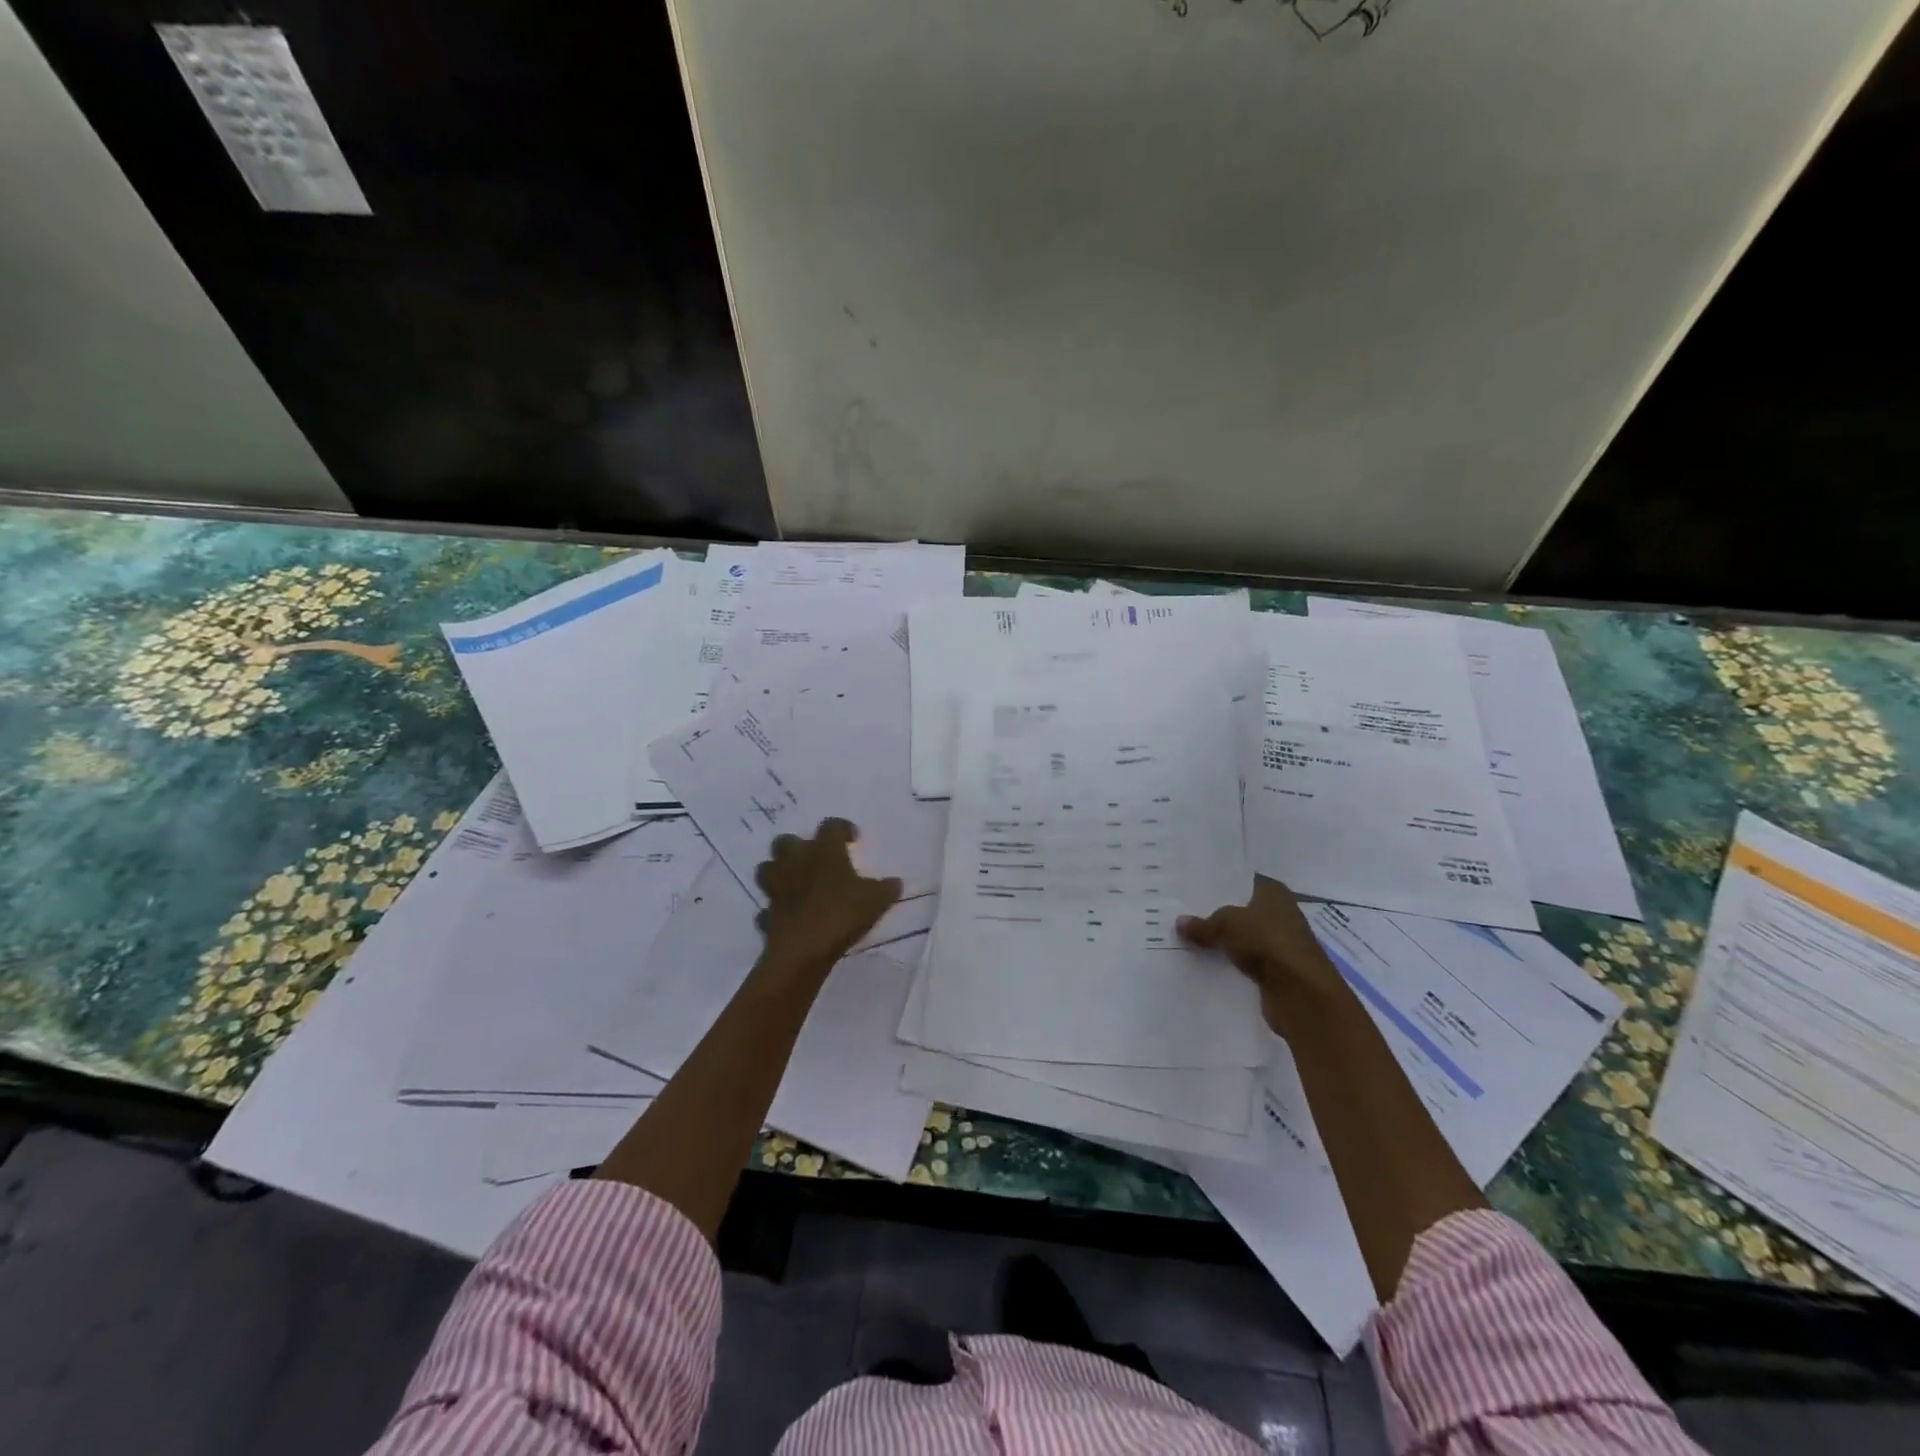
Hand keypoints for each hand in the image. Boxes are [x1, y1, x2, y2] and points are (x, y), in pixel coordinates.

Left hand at [755, 818, 903, 975]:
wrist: (803, 949)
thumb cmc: (842, 914)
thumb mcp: (876, 900)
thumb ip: (886, 888)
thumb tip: (896, 882)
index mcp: (824, 851)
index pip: (831, 826)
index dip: (842, 828)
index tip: (852, 838)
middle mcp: (796, 861)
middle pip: (787, 841)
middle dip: (799, 846)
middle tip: (816, 858)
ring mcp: (776, 887)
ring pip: (768, 868)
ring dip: (780, 871)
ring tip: (797, 882)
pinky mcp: (767, 912)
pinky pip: (768, 906)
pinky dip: (776, 908)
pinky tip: (789, 915)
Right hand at [1177, 876, 1346, 1027]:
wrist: (1302, 994)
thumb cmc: (1267, 942)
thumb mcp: (1226, 925)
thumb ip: (1203, 924)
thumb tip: (1180, 922)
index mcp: (1273, 892)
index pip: (1241, 881)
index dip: (1218, 884)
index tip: (1190, 887)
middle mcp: (1280, 914)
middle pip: (1241, 910)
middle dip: (1215, 913)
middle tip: (1180, 911)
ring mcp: (1279, 944)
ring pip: (1242, 937)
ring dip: (1221, 940)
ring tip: (1185, 938)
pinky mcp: (1276, 971)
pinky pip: (1245, 961)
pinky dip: (1230, 963)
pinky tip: (1204, 963)